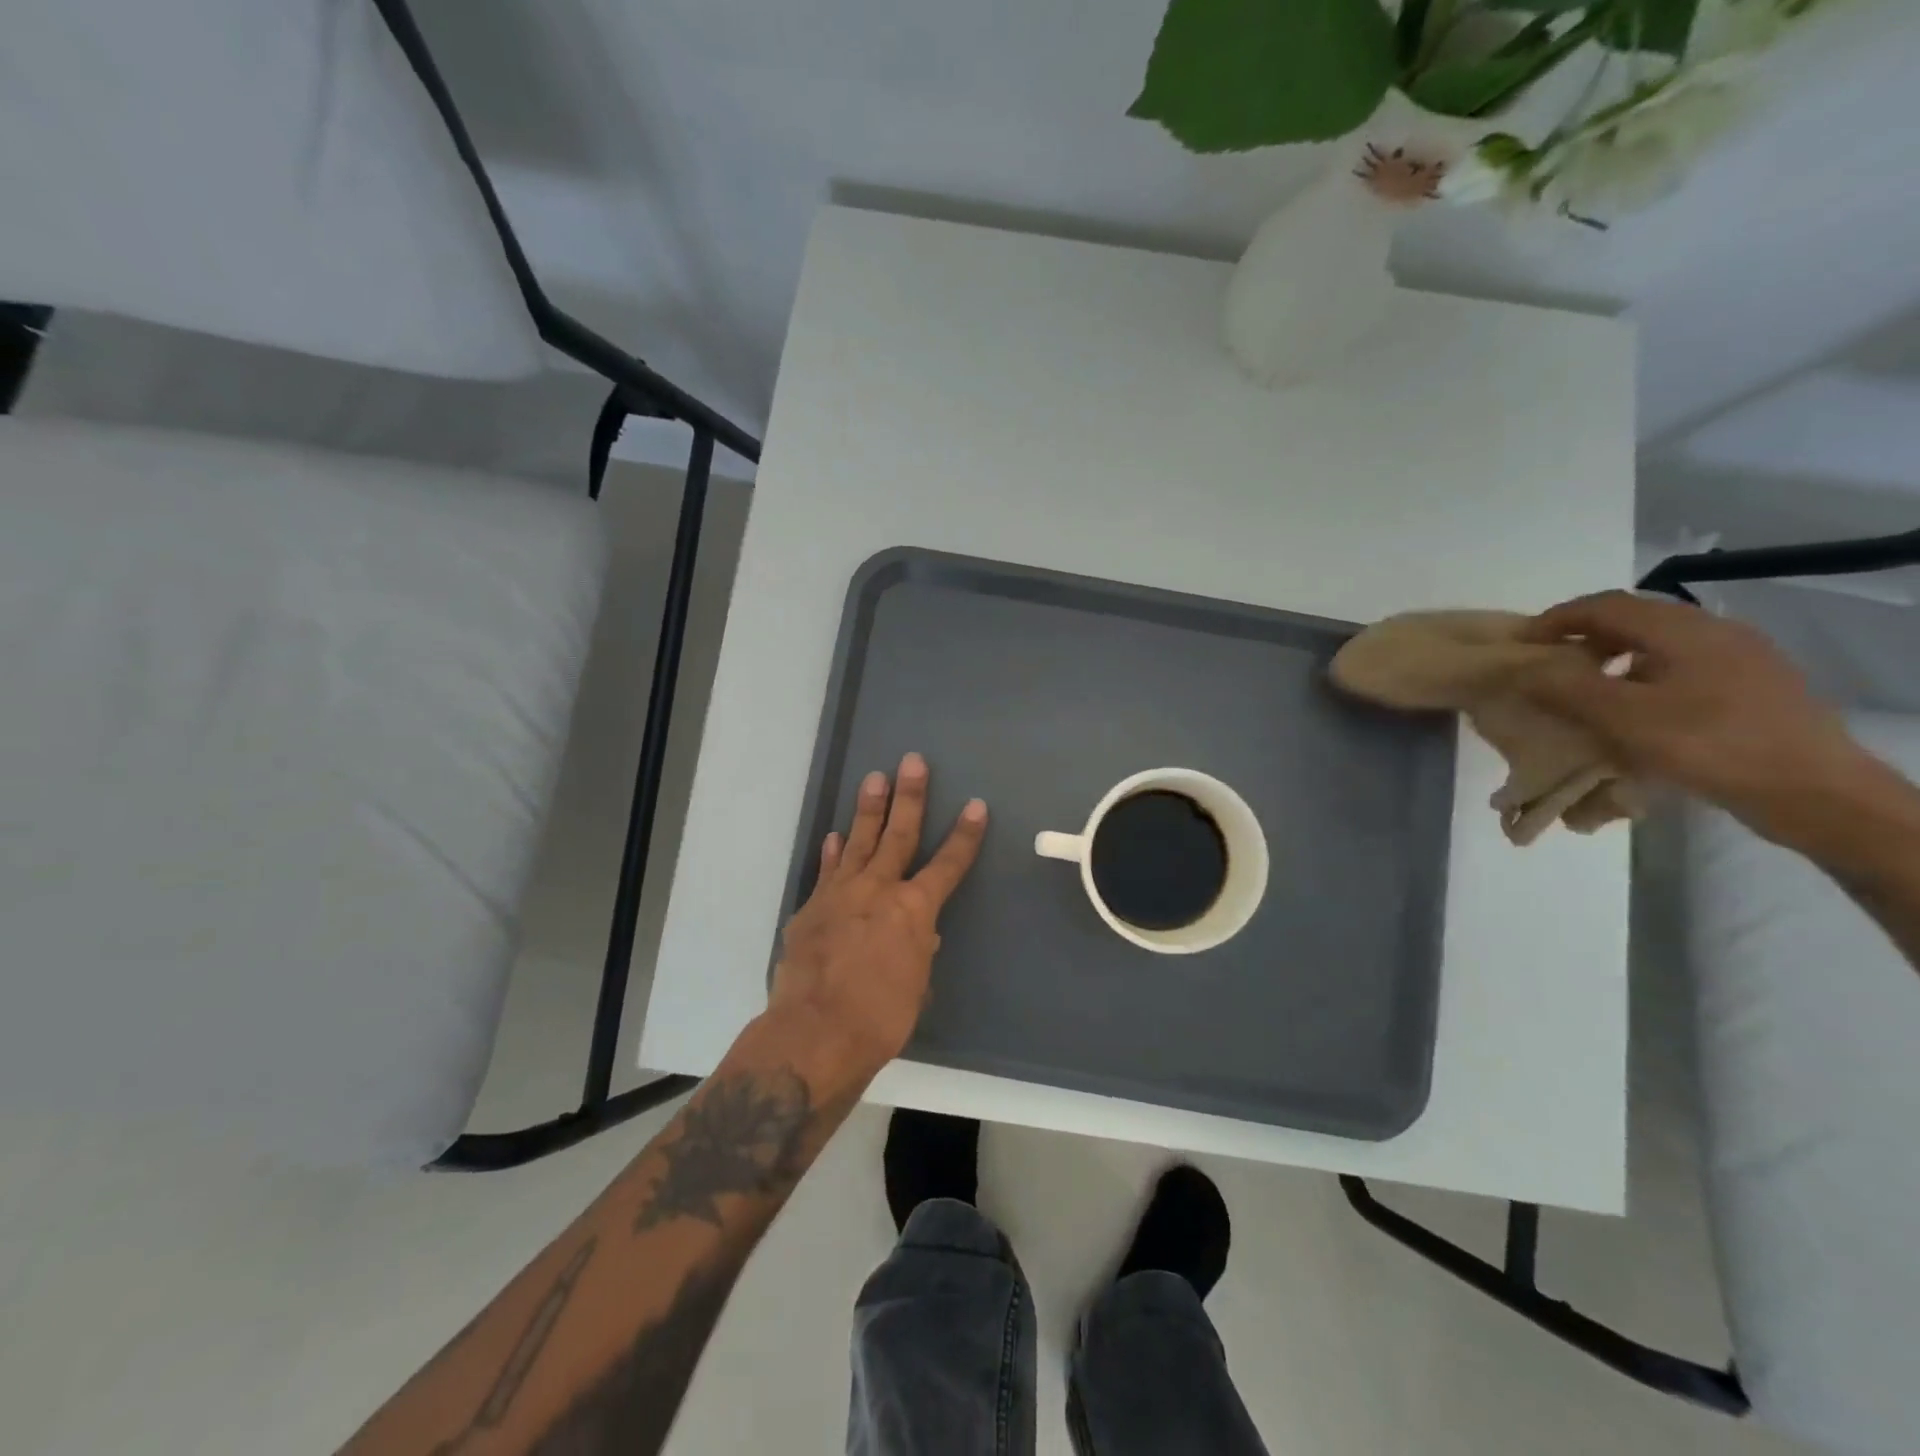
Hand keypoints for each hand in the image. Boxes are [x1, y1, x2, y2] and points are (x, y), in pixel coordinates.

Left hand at [768, 753, 987, 1078]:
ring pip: (858, 841)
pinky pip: (825, 871)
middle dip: (909, 796)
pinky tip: (834, 836)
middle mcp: (878, 891)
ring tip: (875, 778)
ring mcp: (839, 895)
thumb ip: (918, 951)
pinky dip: (832, 853)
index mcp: (913, 910)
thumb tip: (919, 934)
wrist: (814, 1033)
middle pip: (898, 835)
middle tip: (912, 761)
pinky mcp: (811, 909)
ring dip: (869, 809)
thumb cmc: (880, 1018)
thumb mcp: (915, 987)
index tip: (975, 806)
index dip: (964, 835)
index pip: (948, 864)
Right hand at [1518, 591, 1870, 840]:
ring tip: (1585, 693)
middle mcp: (1714, 630)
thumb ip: (1566, 688)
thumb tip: (1520, 668)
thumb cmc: (1710, 745)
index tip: (1520, 645)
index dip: (1554, 620)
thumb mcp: (1623, 718)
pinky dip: (1644, 680)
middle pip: (1633, 621)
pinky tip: (1635, 713)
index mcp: (1682, 628)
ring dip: (1613, 661)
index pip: (1604, 605)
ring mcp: (1741, 658)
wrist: (1814, 792)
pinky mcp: (1754, 687)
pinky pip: (1682, 669)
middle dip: (1583, 639)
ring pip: (1659, 646)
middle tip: (1547, 668)